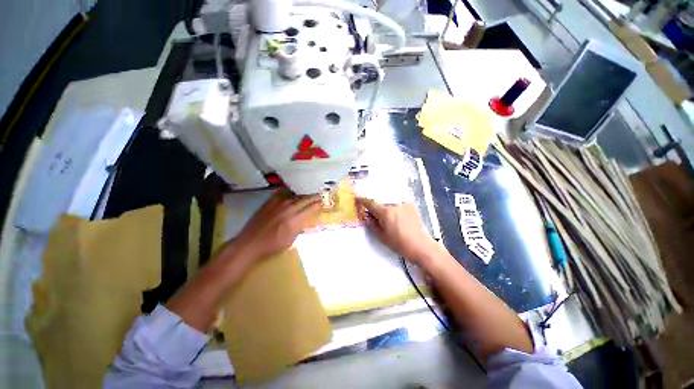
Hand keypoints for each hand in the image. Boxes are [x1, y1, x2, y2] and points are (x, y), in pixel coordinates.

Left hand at [232, 189, 320, 260]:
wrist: (250, 243)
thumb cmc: (272, 246)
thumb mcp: (290, 240)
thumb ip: (299, 227)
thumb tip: (306, 219)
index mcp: (294, 221)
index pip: (310, 209)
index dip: (317, 205)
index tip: (322, 203)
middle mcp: (288, 209)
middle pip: (304, 200)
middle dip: (313, 197)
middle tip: (319, 196)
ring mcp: (278, 204)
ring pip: (295, 196)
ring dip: (303, 195)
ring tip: (308, 195)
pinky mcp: (269, 203)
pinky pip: (282, 193)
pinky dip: (289, 192)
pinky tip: (292, 193)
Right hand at [356, 197, 438, 265]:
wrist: (420, 246)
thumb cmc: (399, 244)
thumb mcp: (381, 236)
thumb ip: (371, 224)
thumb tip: (365, 215)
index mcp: (386, 212)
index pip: (371, 203)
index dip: (362, 200)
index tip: (357, 198)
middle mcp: (394, 204)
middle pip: (380, 201)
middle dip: (374, 205)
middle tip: (371, 211)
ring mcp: (403, 203)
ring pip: (389, 202)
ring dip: (384, 206)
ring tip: (385, 215)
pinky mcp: (410, 205)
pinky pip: (397, 202)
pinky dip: (393, 206)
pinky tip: (394, 214)